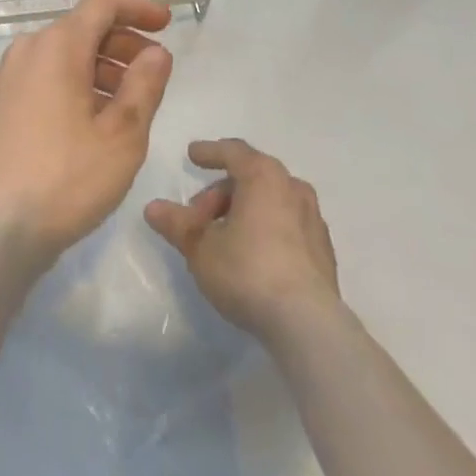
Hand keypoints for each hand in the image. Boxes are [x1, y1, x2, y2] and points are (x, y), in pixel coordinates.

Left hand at [0, 0, 173, 273]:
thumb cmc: (64, 180)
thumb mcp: (121, 137)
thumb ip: (144, 86)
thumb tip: (157, 52)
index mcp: (58, 46)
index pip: (102, 3)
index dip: (137, 8)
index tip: (166, 24)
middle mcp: (26, 50)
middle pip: (80, 29)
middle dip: (121, 43)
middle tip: (152, 72)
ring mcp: (3, 79)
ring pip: (59, 57)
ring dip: (96, 69)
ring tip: (124, 106)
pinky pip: (39, 80)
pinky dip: (68, 87)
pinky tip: (84, 126)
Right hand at [144, 138, 340, 342]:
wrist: (308, 325)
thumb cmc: (248, 271)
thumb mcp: (201, 248)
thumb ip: (177, 224)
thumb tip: (152, 208)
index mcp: (263, 175)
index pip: (232, 151)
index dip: (209, 152)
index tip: (193, 155)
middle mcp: (291, 186)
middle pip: (250, 178)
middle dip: (221, 194)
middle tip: (199, 219)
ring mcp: (312, 219)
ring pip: (271, 202)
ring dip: (245, 212)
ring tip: (225, 239)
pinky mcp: (323, 251)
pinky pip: (288, 226)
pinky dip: (268, 230)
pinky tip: (255, 256)